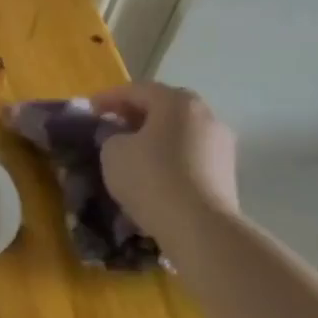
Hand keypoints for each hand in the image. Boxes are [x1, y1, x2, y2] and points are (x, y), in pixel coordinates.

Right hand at [93, 82, 239, 238]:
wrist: (200, 227)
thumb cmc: (151, 178)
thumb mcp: (113, 151)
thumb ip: (112, 135)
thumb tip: (122, 137)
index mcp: (177, 102)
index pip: (136, 90)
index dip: (109, 98)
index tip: (90, 109)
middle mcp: (205, 115)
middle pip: (163, 107)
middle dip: (135, 114)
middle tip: (111, 125)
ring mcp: (221, 144)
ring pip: (179, 131)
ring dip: (154, 136)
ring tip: (131, 150)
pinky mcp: (227, 172)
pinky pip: (190, 154)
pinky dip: (169, 156)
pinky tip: (152, 171)